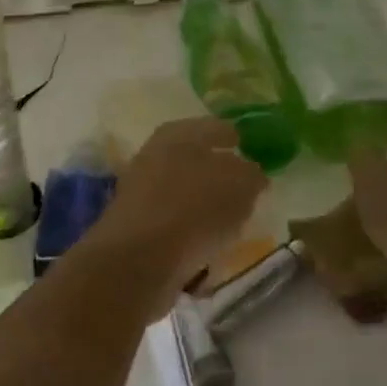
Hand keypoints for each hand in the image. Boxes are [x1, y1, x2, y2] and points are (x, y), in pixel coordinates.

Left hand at [93, 117, 266, 306]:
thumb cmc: (194, 208)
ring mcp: (141, 190)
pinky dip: (190, 227)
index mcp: (179, 133)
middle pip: (194, 158)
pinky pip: (173, 220)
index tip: (247, 146)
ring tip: (230, 217)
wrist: (138, 258)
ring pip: (182, 190)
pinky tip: (207, 240)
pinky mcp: (136, 225)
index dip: (232, 136)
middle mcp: (155, 154)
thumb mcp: (239, 185)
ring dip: (204, 201)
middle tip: (242, 184)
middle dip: (217, 170)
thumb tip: (251, 172)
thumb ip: (250, 174)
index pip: (214, 127)